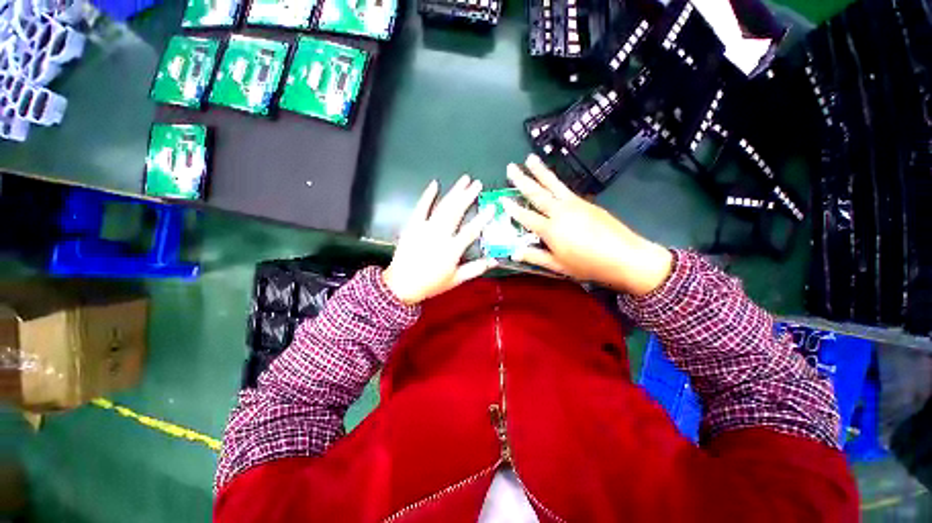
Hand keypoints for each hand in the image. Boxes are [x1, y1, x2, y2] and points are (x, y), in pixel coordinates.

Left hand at [383, 176, 497, 304]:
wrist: (402, 285)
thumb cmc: (431, 283)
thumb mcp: (456, 279)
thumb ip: (476, 268)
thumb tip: (495, 260)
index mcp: (452, 249)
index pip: (471, 230)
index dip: (483, 218)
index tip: (492, 206)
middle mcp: (440, 235)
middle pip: (456, 211)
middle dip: (468, 196)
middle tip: (477, 183)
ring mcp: (424, 228)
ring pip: (443, 206)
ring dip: (454, 192)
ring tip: (464, 180)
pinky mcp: (412, 225)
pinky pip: (421, 207)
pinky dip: (427, 195)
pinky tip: (435, 184)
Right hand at [502, 155, 672, 296]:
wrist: (625, 257)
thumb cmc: (589, 265)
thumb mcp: (558, 266)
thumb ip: (535, 257)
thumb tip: (514, 252)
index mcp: (551, 230)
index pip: (526, 216)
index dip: (513, 208)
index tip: (501, 198)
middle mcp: (560, 212)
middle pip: (537, 193)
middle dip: (522, 180)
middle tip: (510, 167)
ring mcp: (574, 204)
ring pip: (552, 185)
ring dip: (540, 171)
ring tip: (530, 158)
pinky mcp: (586, 202)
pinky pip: (565, 188)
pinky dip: (555, 181)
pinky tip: (551, 178)